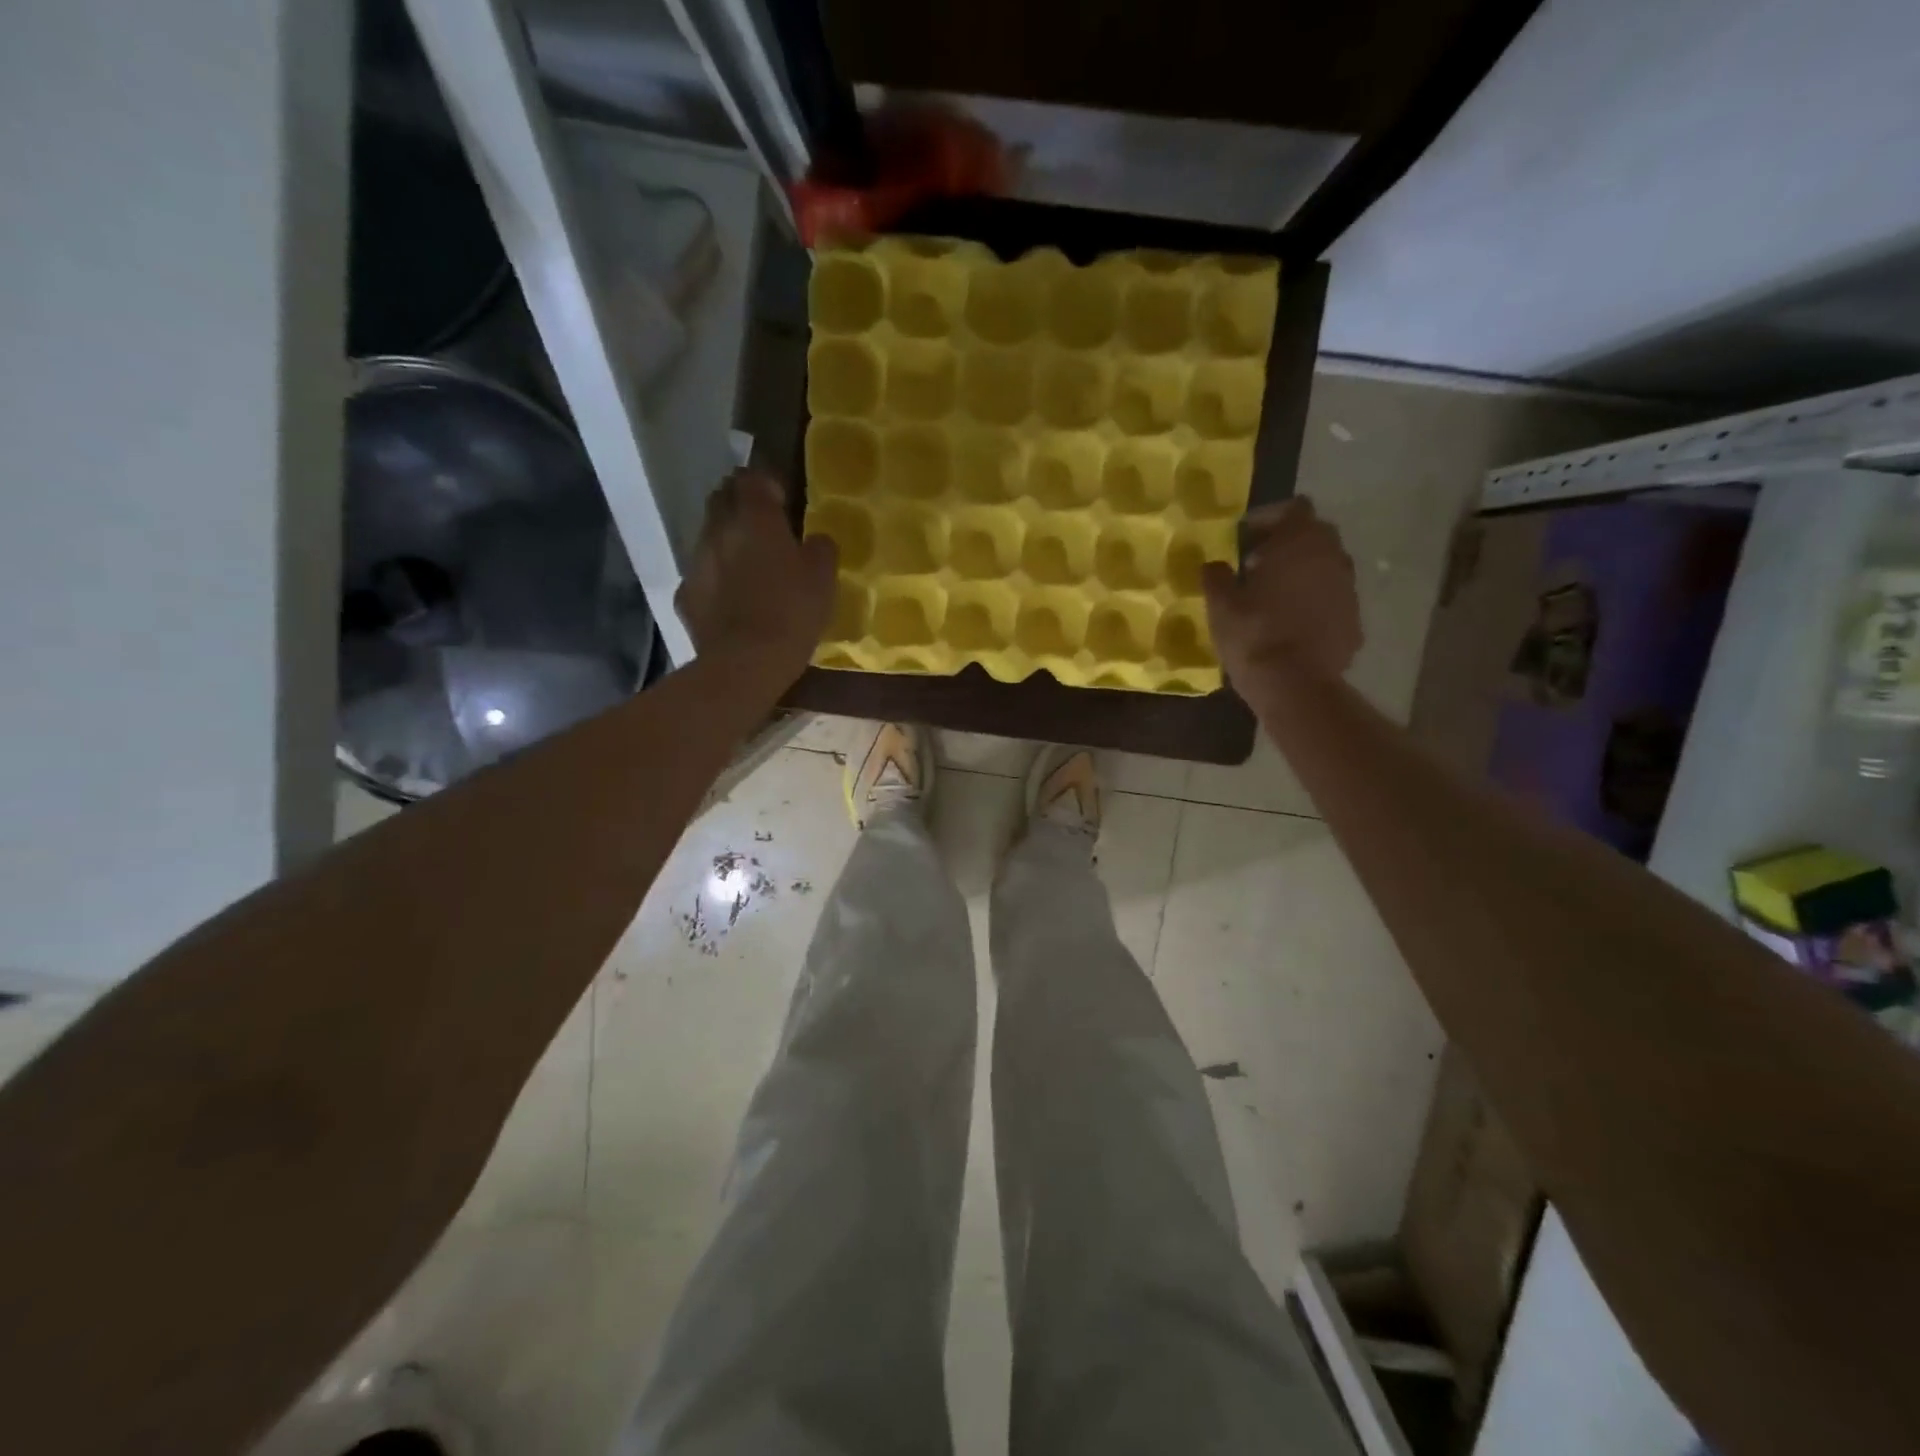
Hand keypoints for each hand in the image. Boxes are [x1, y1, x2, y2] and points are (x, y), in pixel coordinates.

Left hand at [675, 469, 836, 683]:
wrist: (746, 662)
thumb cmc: (792, 612)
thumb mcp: (823, 579)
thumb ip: (821, 549)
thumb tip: (815, 540)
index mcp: (755, 519)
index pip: (751, 478)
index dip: (765, 484)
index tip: (781, 500)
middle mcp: (718, 530)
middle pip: (721, 499)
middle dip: (738, 504)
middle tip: (761, 525)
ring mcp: (696, 563)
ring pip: (708, 537)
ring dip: (725, 542)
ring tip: (746, 565)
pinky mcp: (685, 595)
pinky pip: (701, 576)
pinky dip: (714, 579)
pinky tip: (730, 600)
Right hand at [1201, 497, 1361, 690]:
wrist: (1295, 685)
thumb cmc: (1254, 634)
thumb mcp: (1220, 604)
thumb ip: (1217, 577)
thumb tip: (1214, 565)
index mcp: (1301, 542)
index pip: (1293, 508)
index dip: (1268, 518)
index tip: (1244, 538)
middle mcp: (1333, 557)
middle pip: (1313, 535)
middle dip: (1286, 544)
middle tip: (1256, 565)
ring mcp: (1349, 589)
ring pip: (1325, 568)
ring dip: (1302, 574)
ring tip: (1272, 597)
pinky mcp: (1354, 620)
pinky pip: (1331, 600)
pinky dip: (1314, 603)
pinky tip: (1291, 625)